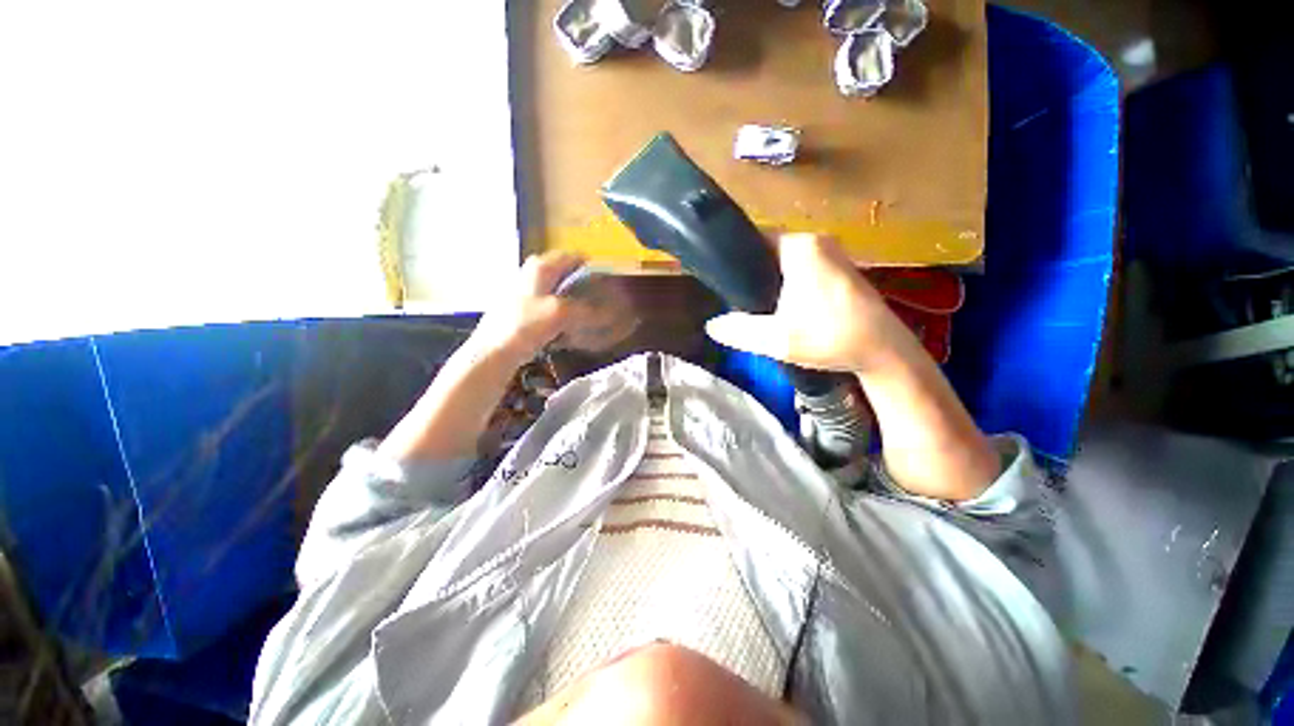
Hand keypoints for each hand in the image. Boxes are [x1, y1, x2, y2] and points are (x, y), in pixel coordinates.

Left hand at [470, 251, 597, 363]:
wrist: (493, 351)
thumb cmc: (525, 325)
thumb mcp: (560, 314)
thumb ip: (586, 310)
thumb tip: (608, 313)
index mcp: (541, 266)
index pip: (575, 257)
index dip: (593, 268)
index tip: (607, 284)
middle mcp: (533, 272)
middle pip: (567, 273)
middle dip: (585, 285)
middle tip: (601, 299)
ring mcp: (527, 290)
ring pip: (560, 289)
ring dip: (575, 300)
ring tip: (590, 314)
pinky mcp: (525, 308)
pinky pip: (552, 304)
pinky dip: (564, 311)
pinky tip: (571, 325)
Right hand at [704, 234, 909, 371]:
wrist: (883, 352)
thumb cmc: (829, 337)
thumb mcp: (776, 339)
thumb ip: (739, 330)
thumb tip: (711, 325)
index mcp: (801, 247)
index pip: (755, 239)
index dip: (736, 257)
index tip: (723, 279)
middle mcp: (819, 241)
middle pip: (771, 250)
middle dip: (754, 272)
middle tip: (738, 298)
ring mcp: (835, 254)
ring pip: (789, 261)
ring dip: (773, 279)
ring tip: (756, 304)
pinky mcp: (843, 270)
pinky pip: (805, 268)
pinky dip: (791, 283)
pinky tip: (785, 307)